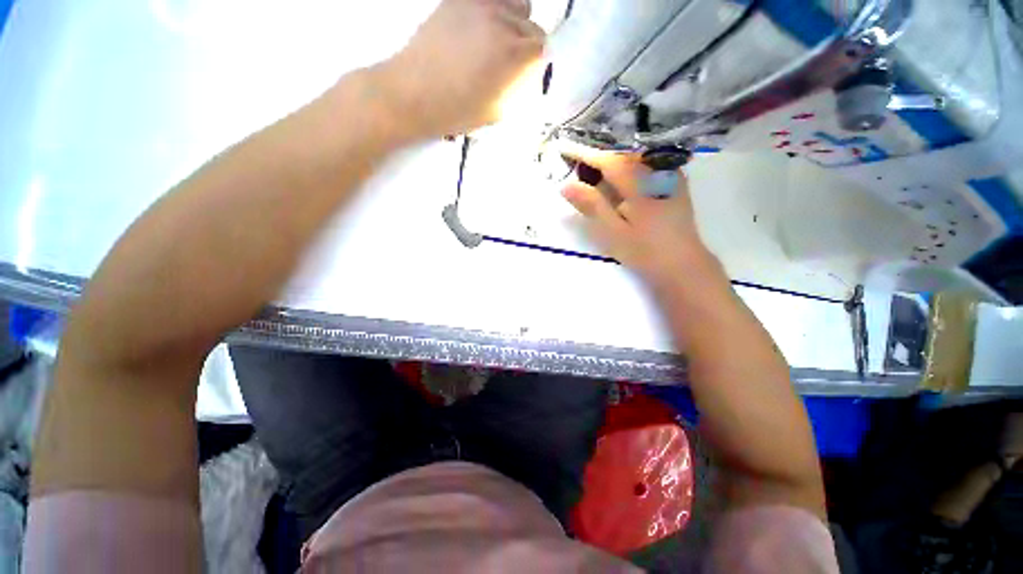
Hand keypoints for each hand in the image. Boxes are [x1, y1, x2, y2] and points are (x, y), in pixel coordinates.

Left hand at [376, 0, 544, 139]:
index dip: (538, 65)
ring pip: (518, 5)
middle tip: (510, 65)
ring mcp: (482, 5)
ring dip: (515, 23)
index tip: (528, 76)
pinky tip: (480, 30)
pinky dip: (495, 12)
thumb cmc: (456, 111)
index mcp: (514, 57)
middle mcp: (504, 23)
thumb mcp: (497, 111)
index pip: (545, 49)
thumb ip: (519, 88)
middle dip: (527, 46)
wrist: (413, 92)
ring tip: (497, 42)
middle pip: (534, 26)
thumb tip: (530, 75)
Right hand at [561, 145, 718, 287]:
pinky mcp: (674, 182)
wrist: (683, 265)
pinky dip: (629, 163)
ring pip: (635, 156)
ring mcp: (669, 176)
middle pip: (622, 154)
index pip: (607, 161)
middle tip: (575, 158)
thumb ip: (592, 206)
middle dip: (598, 154)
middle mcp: (657, 172)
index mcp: (640, 185)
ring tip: (594, 163)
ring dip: (613, 157)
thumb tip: (566, 185)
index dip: (584, 154)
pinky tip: (620, 172)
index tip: (563, 148)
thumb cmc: (645, 252)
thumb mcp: (613, 232)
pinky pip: (647, 163)